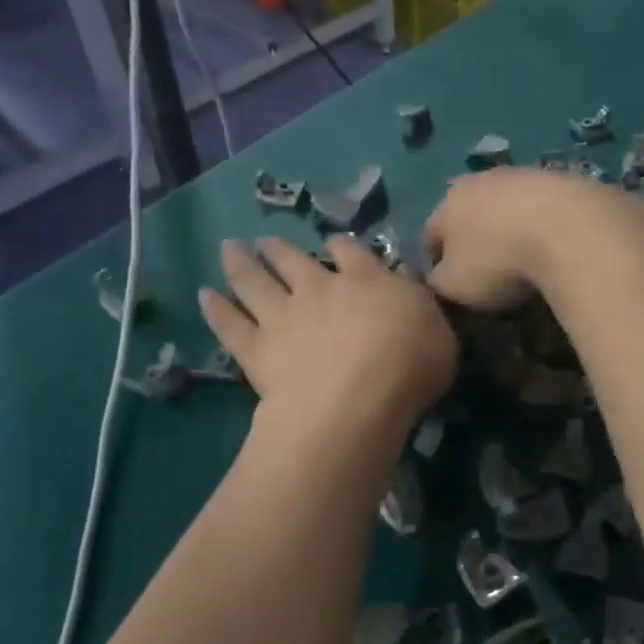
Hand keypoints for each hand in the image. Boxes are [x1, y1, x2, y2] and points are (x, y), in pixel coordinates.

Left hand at [199, 237, 456, 444]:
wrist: (355, 401)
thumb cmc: (409, 367)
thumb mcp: (438, 331)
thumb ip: (419, 304)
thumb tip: (406, 281)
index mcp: (366, 280)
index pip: (350, 251)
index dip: (341, 245)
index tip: (334, 243)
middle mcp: (318, 288)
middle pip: (293, 259)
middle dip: (280, 248)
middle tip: (267, 242)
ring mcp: (282, 315)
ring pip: (254, 281)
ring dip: (242, 263)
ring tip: (231, 250)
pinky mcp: (255, 348)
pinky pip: (230, 323)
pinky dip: (216, 309)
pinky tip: (205, 296)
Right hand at [423, 168, 643, 311]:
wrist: (570, 230)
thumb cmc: (499, 261)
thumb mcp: (455, 286)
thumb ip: (438, 282)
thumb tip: (439, 278)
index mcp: (449, 202)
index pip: (430, 234)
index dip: (436, 262)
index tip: (450, 286)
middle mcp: (482, 179)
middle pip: (470, 213)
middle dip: (474, 240)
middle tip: (488, 272)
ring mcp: (526, 175)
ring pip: (509, 207)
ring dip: (511, 229)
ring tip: (525, 260)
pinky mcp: (565, 180)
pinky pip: (545, 209)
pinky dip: (545, 226)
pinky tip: (556, 247)